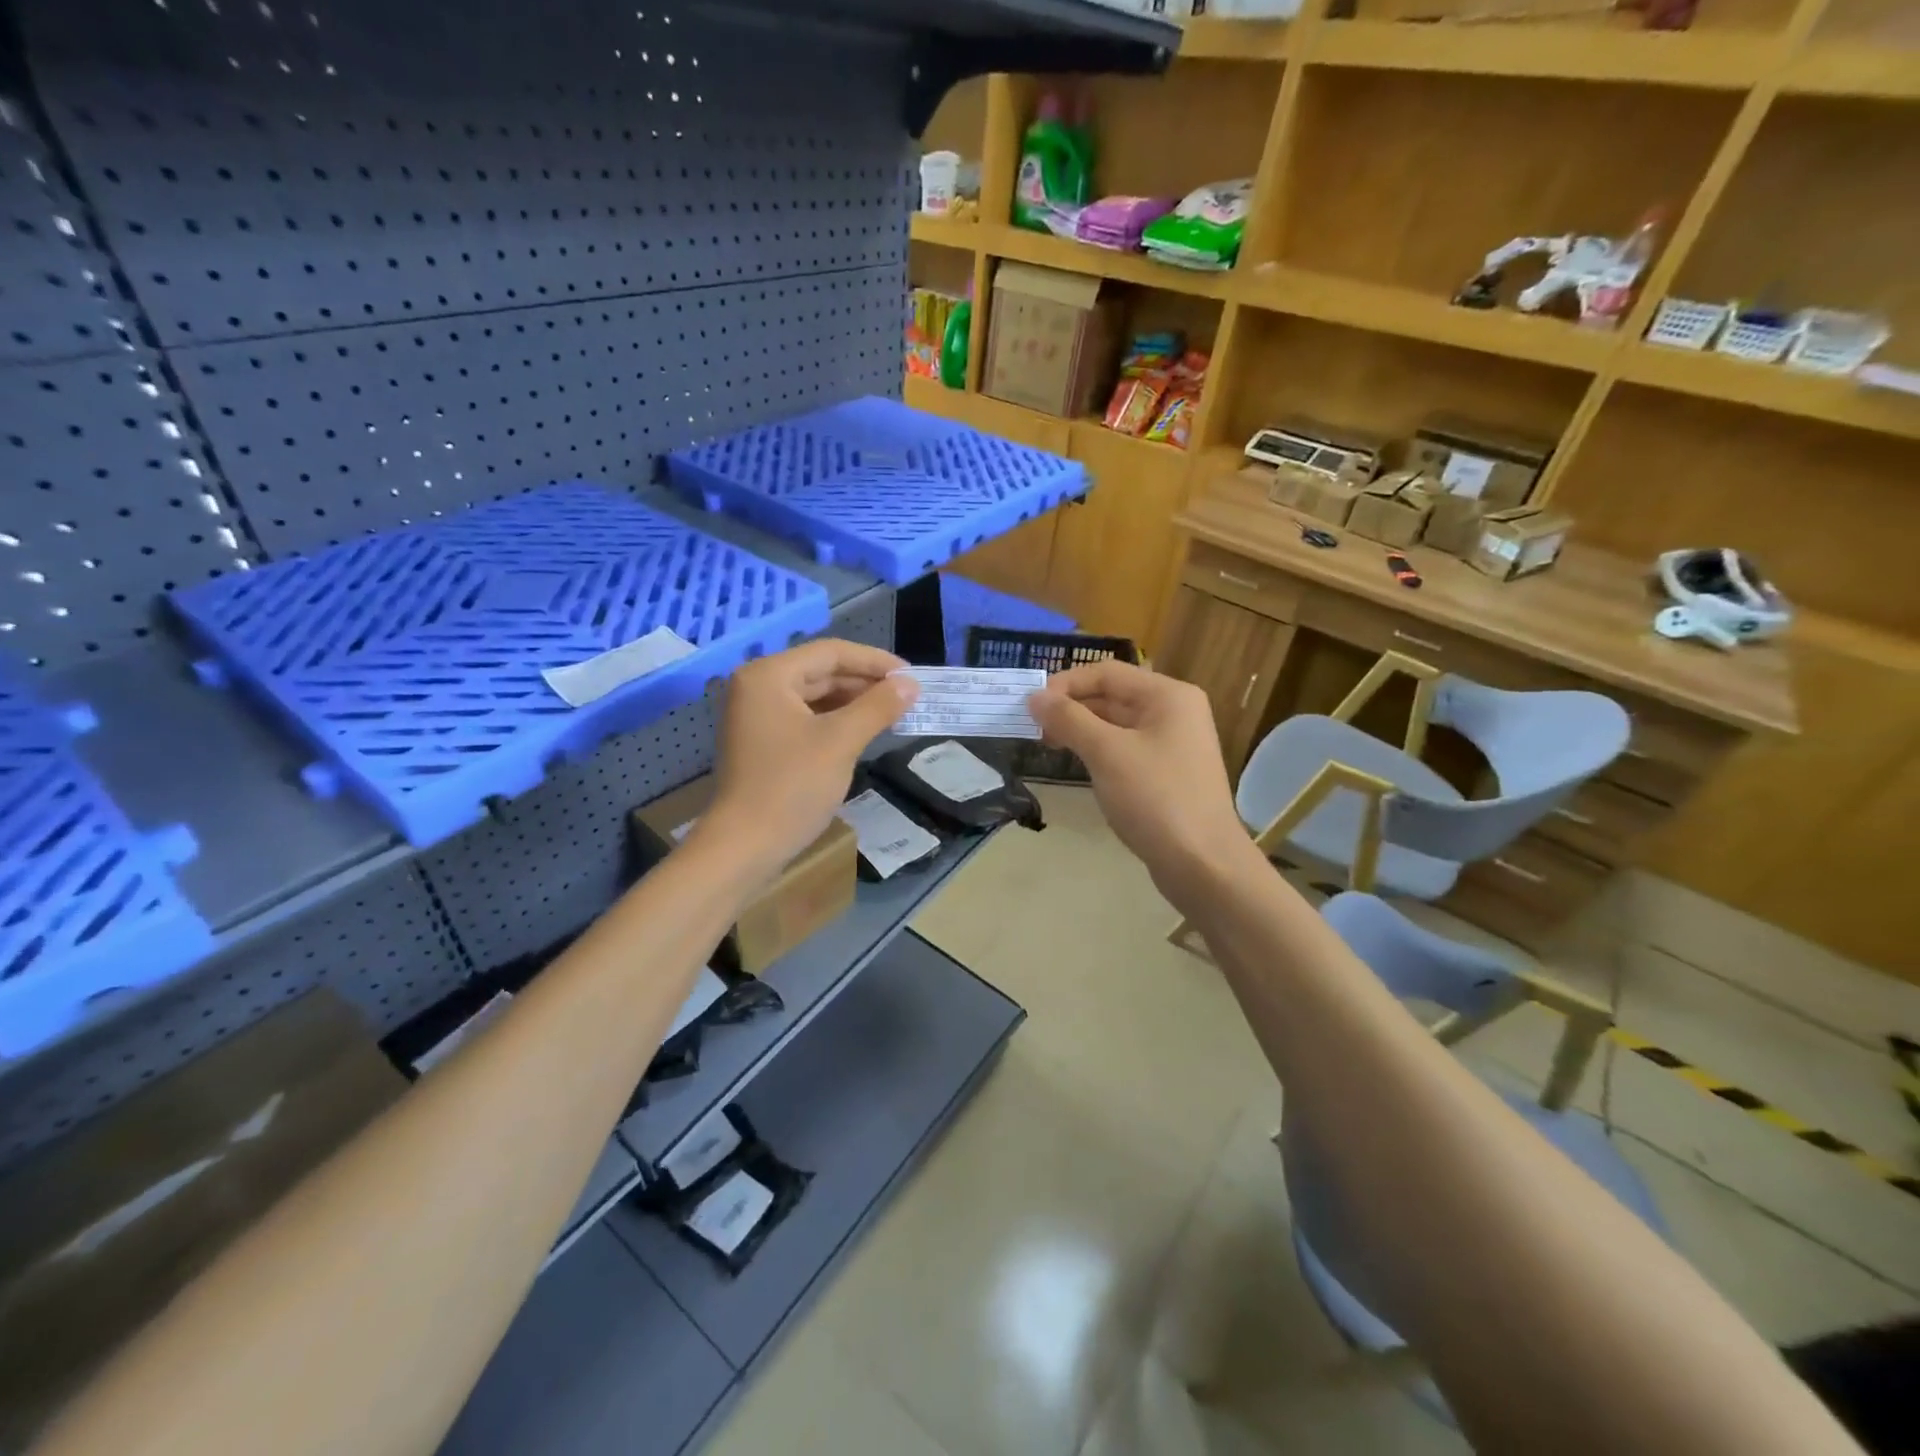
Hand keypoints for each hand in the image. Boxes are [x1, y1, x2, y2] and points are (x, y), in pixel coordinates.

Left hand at [702, 639, 916, 876]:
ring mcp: (756, 715)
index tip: (912, 675)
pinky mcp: (761, 741)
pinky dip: (835, 721)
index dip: (875, 661)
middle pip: (821, 671)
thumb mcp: (841, 741)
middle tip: (907, 696)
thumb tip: (911, 684)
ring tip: (892, 713)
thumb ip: (878, 706)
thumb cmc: (792, 787)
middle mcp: (757, 686)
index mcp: (769, 675)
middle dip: (865, 682)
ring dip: (853, 702)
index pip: (831, 652)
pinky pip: (805, 718)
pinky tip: (863, 731)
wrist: (744, 847)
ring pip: (814, 696)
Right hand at [1027, 661, 1251, 898]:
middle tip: (1034, 729)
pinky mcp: (1167, 773)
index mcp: (1168, 695)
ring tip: (1048, 745)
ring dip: (1082, 730)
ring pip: (1117, 724)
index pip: (1107, 673)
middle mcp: (1174, 712)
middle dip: (1072, 708)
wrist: (1203, 864)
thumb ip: (1069, 720)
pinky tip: (1077, 764)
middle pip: (1113, 696)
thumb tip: (1034, 697)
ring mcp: (1173, 744)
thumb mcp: (1107, 753)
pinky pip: (1126, 750)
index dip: (1066, 684)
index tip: (1030, 707)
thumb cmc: (1155, 799)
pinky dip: (1099, 751)